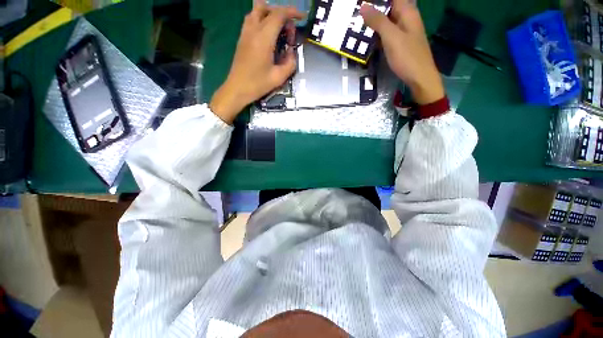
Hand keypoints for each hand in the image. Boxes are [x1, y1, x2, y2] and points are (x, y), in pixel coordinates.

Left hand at [210, 1, 302, 123]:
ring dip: (269, 13)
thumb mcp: (279, 77)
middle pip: (266, 7)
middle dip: (281, 13)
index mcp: (264, 38)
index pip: (278, 14)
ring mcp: (245, 33)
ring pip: (256, 10)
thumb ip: (290, 63)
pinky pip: (251, 19)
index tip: (301, 17)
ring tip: (278, 29)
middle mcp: (253, 30)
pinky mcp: (241, 38)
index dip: (292, 12)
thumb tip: (292, 53)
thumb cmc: (258, 84)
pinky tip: (268, 34)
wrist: (237, 89)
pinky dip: (261, 19)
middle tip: (288, 30)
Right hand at [360, 0, 443, 104]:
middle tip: (355, 14)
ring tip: (357, 25)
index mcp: (407, 12)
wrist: (419, 78)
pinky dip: (377, 34)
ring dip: (373, 22)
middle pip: (388, 7)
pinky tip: (366, 39)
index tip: (362, 3)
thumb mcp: (391, 37)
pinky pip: (386, 34)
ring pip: (386, 21)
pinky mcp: (399, 43)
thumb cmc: (407, 57)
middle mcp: (406, 18)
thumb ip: (378, 21)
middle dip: (373, 9)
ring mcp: (403, 32)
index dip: (376, 0)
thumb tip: (363, 6)